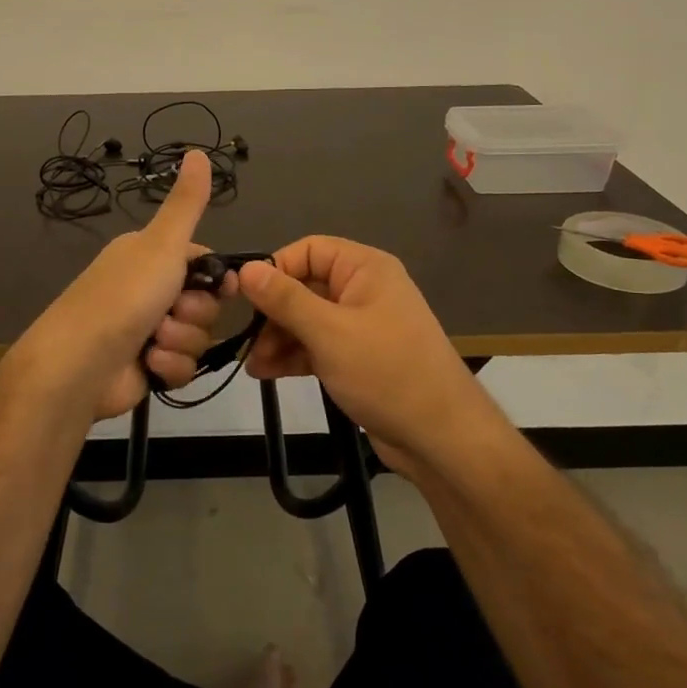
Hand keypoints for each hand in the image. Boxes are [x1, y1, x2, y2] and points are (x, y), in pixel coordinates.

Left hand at [8, 151, 234, 422]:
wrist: (79, 364)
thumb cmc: (123, 296)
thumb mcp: (161, 244)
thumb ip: (186, 203)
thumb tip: (197, 151)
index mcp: (150, 257)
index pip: (203, 263)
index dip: (217, 279)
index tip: (223, 288)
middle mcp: (149, 290)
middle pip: (205, 303)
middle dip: (194, 313)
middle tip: (170, 312)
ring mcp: (149, 331)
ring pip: (197, 337)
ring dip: (181, 341)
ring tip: (153, 341)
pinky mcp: (148, 367)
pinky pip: (183, 367)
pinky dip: (169, 367)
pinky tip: (149, 364)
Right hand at [238, 237, 497, 478]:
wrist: (440, 437)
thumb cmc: (385, 372)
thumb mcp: (329, 332)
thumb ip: (285, 299)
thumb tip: (246, 269)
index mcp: (365, 269)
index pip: (308, 250)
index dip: (275, 269)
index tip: (246, 298)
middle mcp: (363, 290)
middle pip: (305, 286)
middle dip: (273, 312)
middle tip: (247, 339)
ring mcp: (361, 326)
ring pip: (307, 319)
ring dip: (278, 338)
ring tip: (253, 365)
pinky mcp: (358, 357)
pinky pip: (317, 345)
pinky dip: (293, 355)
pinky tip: (266, 372)